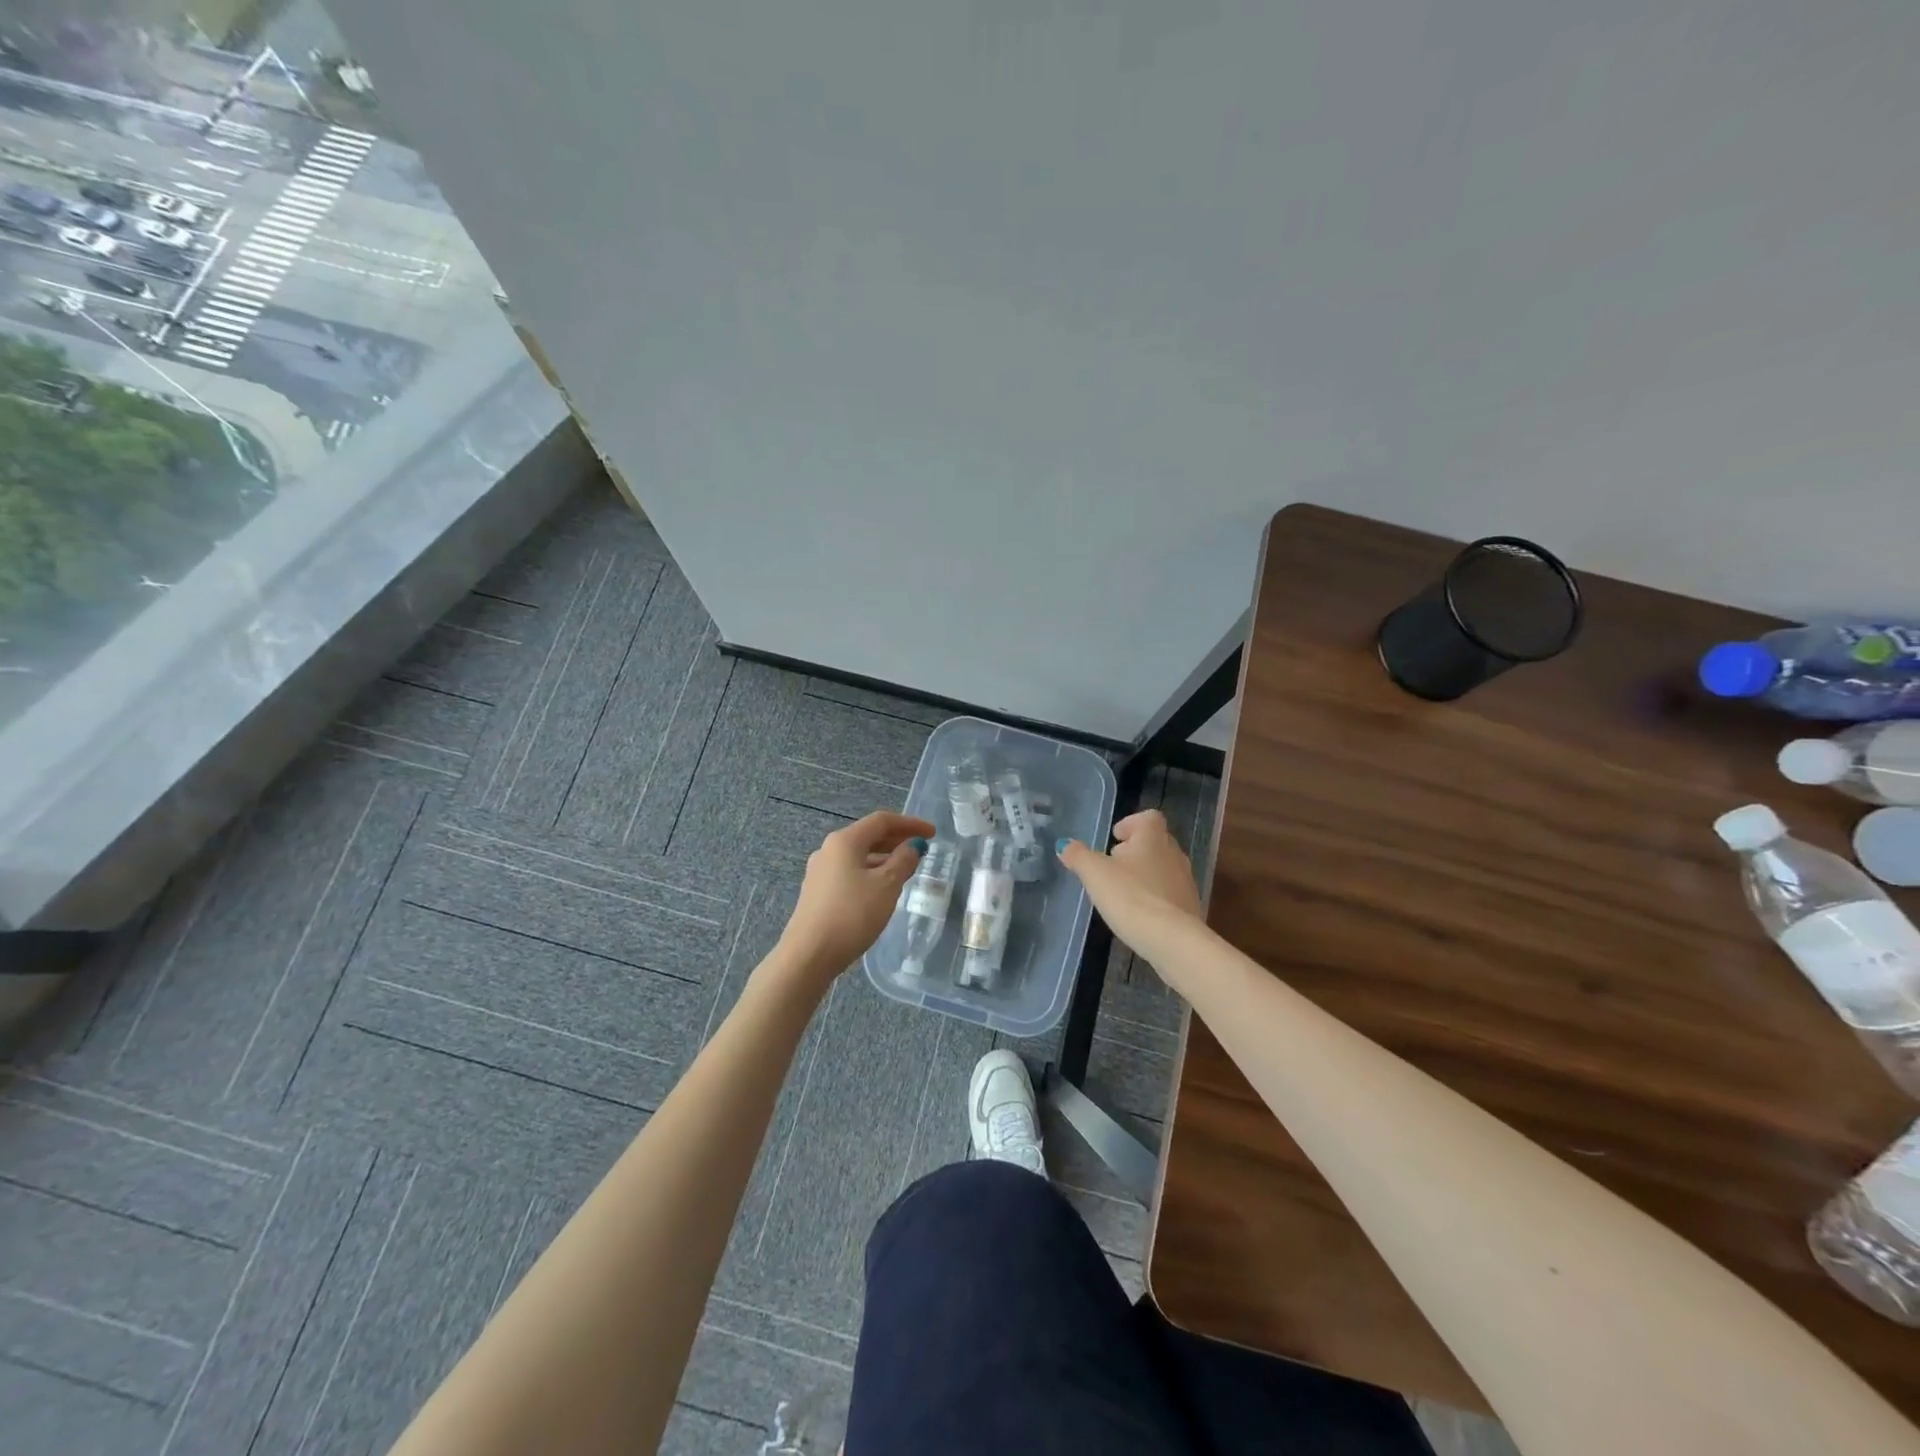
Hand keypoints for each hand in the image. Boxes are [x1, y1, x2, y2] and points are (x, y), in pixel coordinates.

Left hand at [774, 810, 935, 988]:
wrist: (809, 955)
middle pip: (868, 836)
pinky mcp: (817, 892)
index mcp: (844, 841)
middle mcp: (828, 850)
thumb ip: (903, 861)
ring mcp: (820, 872)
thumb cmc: (852, 915)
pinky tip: (882, 889)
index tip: (933, 834)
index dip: (910, 824)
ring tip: (906, 870)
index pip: (882, 821)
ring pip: (858, 856)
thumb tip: (912, 846)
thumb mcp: (886, 886)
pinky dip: (870, 872)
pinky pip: (850, 872)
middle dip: (897, 839)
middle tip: (921, 849)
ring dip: (884, 858)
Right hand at [1056, 809, 1203, 957]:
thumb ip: (1078, 856)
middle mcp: (1174, 854)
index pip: (1148, 817)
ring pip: (1164, 868)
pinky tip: (1140, 913)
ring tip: (1124, 891)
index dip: (1131, 823)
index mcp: (1152, 838)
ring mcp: (1185, 881)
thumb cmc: (1130, 896)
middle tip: (1114, 865)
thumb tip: (1064, 844)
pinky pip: (1170, 893)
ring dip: (1146, 874)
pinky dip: (1155, 896)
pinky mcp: (1190, 906)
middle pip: (1156, 842)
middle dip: (1136, 850)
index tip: (1115, 837)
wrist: (1170, 939)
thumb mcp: (1095, 873)